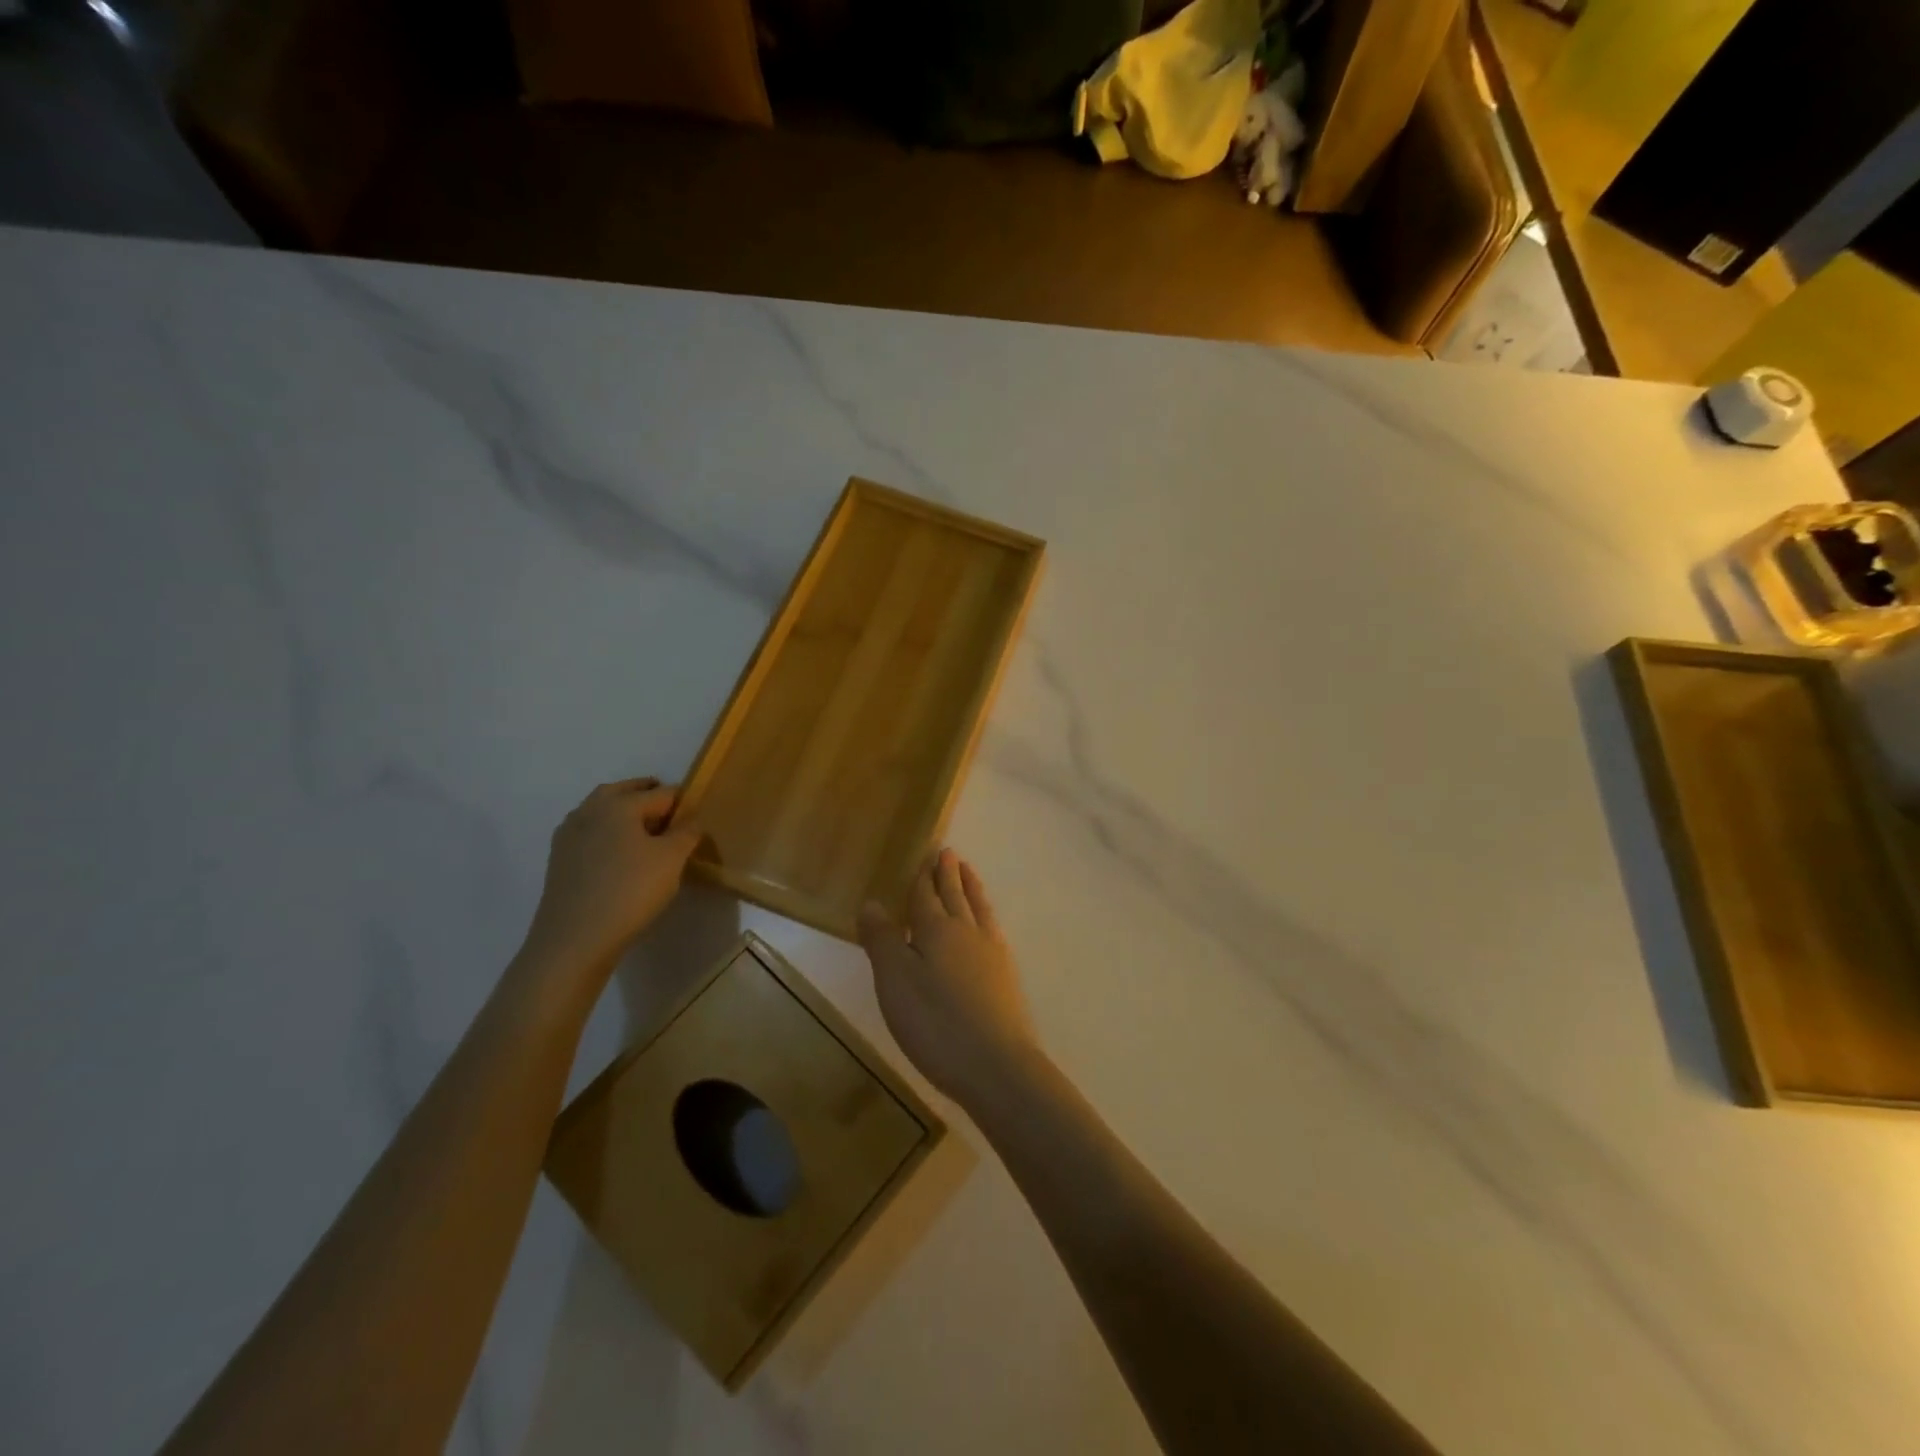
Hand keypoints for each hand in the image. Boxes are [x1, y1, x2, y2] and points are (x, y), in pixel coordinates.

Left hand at [521, 779, 701, 974]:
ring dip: (625, 815)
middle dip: (649, 798)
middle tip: (671, 816)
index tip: (698, 816)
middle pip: (625, 793)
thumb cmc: (630, 890)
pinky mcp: (559, 859)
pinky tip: (619, 857)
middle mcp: (590, 810)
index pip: (661, 793)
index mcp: (619, 803)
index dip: (683, 802)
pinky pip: (591, 834)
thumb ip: (687, 832)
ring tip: (647, 836)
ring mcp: (569, 834)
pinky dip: (608, 835)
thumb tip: (691, 820)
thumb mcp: (672, 859)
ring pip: (603, 812)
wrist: (574, 939)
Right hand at [858, 849, 1036, 1109]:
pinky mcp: (1006, 975)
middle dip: (948, 875)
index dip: (923, 877)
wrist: (997, 1065)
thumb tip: (872, 902)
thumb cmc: (936, 1023)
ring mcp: (991, 952)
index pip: (926, 896)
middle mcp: (966, 932)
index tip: (927, 854)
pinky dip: (986, 914)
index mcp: (936, 930)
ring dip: (971, 888)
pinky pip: (993, 928)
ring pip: (978, 908)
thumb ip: (882, 940)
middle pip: (955, 896)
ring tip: (968, 871)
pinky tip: (987, 923)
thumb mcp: (895, 982)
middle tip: (948, 852)